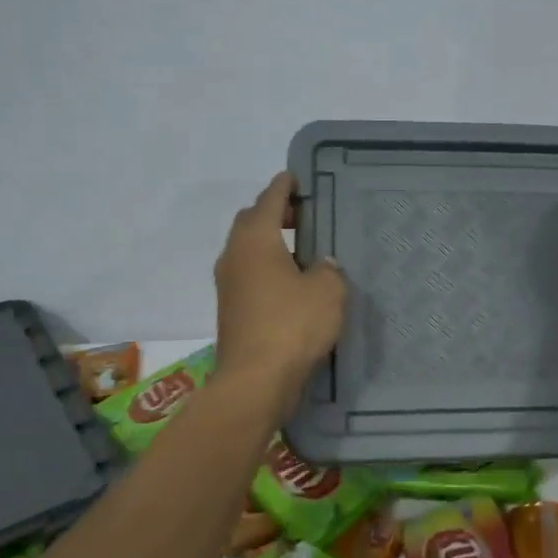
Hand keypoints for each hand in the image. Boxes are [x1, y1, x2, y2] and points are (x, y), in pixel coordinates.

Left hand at [213, 173, 347, 404]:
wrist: (255, 380)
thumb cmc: (292, 324)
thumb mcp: (327, 291)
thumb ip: (328, 269)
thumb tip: (321, 266)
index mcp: (255, 239)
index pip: (269, 200)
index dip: (283, 186)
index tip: (295, 177)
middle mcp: (235, 256)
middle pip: (251, 222)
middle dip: (274, 213)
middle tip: (304, 214)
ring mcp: (228, 285)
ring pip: (248, 250)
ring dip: (271, 243)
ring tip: (303, 249)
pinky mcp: (231, 310)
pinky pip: (250, 275)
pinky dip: (268, 269)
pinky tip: (292, 282)